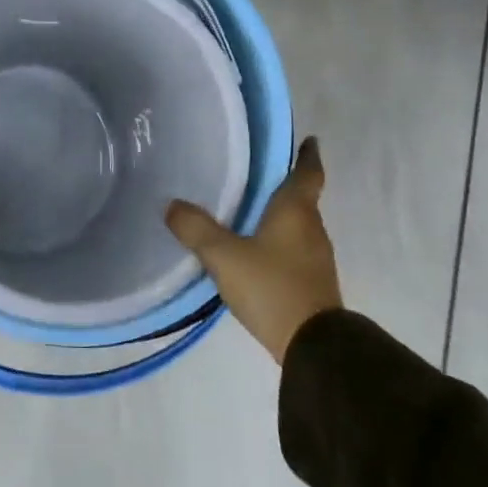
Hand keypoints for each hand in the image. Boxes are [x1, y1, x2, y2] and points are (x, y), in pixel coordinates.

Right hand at [165, 137, 340, 364]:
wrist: (313, 346)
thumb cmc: (272, 287)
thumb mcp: (224, 256)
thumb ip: (196, 229)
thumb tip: (171, 204)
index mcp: (296, 211)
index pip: (308, 172)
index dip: (308, 155)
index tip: (309, 140)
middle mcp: (312, 228)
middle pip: (302, 198)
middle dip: (282, 185)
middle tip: (254, 174)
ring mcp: (316, 258)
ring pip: (297, 225)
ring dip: (278, 215)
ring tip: (248, 209)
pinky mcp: (312, 282)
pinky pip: (294, 249)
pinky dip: (278, 241)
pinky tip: (255, 250)